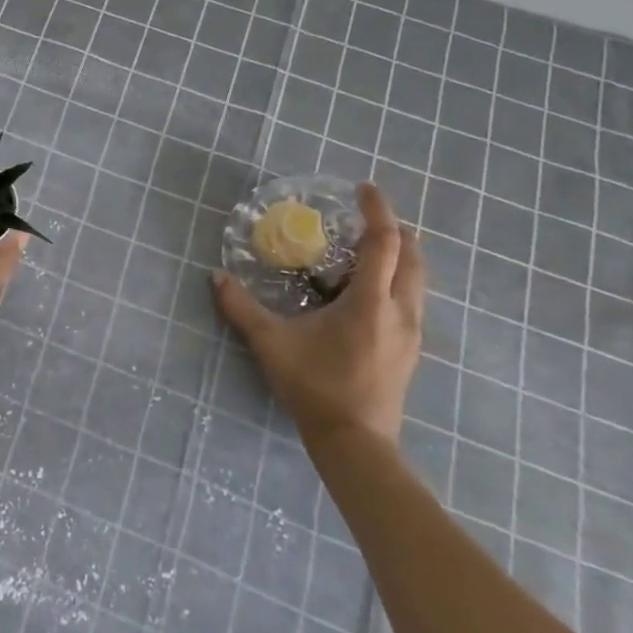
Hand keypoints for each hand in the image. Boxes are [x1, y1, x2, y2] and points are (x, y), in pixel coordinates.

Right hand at [210, 183, 424, 445]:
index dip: (378, 211)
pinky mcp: (409, 350)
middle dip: (396, 230)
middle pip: (413, 257)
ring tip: (369, 249)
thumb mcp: (271, 343)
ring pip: (417, 281)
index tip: (366, 189)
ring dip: (400, 256)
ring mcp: (411, 333)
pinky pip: (410, 301)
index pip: (384, 243)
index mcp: (370, 302)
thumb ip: (241, 307)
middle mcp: (400, 311)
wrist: (355, 443)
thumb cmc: (315, 387)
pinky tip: (368, 292)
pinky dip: (396, 281)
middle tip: (369, 216)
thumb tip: (215, 276)